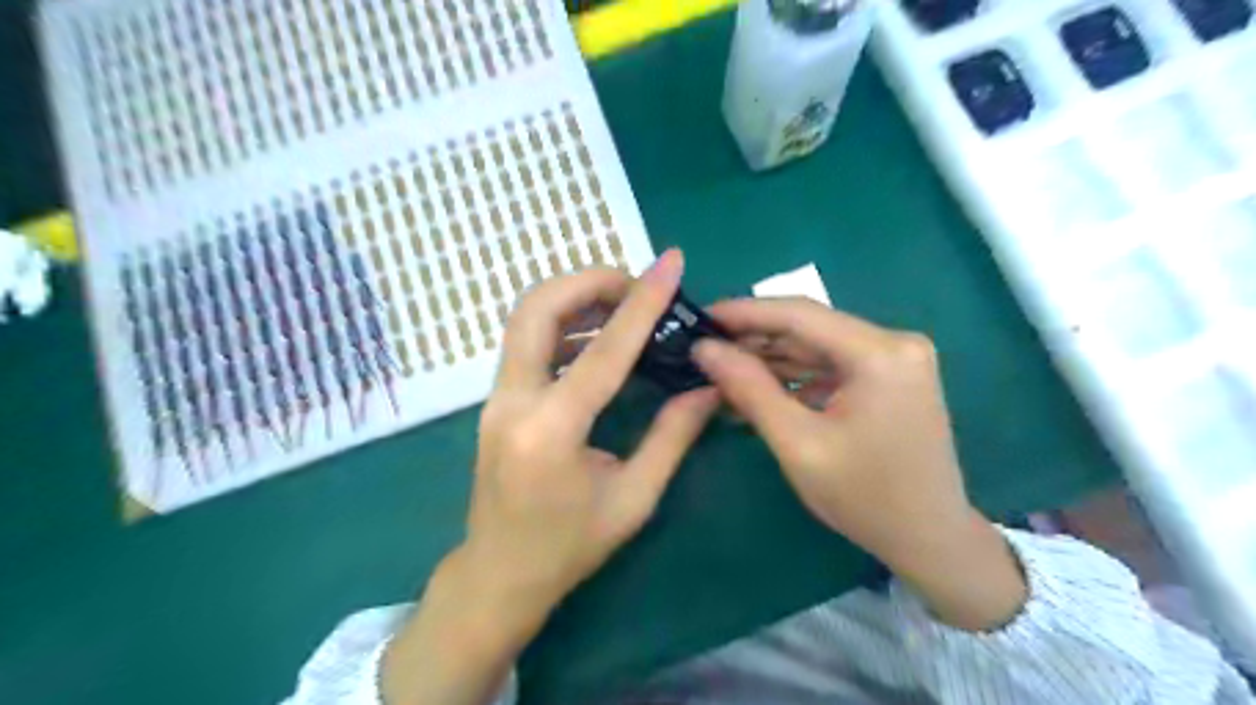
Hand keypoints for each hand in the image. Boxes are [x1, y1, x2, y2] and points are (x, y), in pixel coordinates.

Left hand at [382, 251, 716, 702]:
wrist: (499, 573)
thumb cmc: (569, 547)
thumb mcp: (634, 499)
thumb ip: (673, 436)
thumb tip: (708, 386)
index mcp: (552, 431)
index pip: (604, 350)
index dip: (642, 302)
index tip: (670, 263)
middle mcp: (513, 401)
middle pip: (538, 308)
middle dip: (589, 282)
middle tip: (636, 286)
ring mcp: (496, 397)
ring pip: (526, 318)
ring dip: (574, 298)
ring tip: (623, 306)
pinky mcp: (496, 399)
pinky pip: (526, 341)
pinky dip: (563, 323)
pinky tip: (596, 338)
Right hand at [693, 299, 1024, 631]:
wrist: (930, 538)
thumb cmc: (864, 497)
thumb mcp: (797, 443)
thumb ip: (749, 389)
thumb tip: (704, 349)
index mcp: (879, 353)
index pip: (799, 314)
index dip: (744, 312)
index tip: (700, 316)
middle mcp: (894, 342)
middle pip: (809, 326)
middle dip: (754, 337)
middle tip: (705, 348)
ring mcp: (895, 357)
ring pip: (817, 344)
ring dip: (771, 357)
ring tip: (722, 368)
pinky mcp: (890, 375)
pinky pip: (831, 363)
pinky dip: (795, 374)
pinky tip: (759, 386)